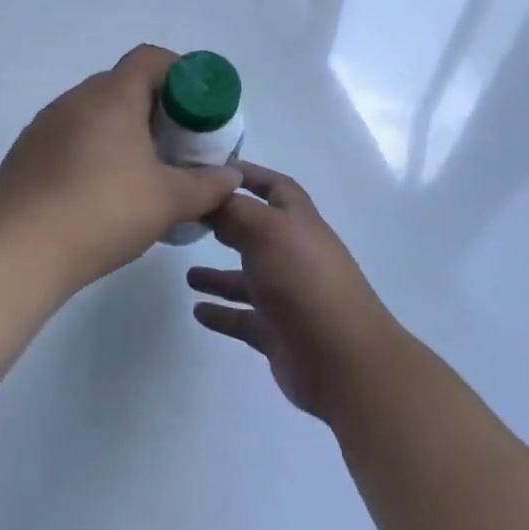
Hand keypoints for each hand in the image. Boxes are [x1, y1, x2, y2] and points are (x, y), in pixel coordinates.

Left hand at [0, 45, 243, 292]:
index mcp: (112, 97)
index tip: (195, 105)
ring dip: (120, 127)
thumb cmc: (104, 213)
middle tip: (174, 141)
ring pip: (93, 110)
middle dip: (153, 105)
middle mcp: (75, 99)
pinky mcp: (26, 150)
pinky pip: (68, 134)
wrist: (20, 251)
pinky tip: (97, 188)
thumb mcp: (168, 201)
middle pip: (122, 84)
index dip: (178, 72)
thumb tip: (231, 177)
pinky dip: (90, 147)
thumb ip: (207, 185)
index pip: (150, 58)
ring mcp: (45, 123)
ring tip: (138, 168)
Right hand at [189, 163, 396, 418]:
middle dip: (227, 225)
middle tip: (190, 221)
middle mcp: (294, 256)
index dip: (250, 175)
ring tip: (187, 275)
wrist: (341, 359)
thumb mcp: (267, 231)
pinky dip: (221, 313)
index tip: (213, 170)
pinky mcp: (277, 333)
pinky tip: (197, 311)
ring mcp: (287, 297)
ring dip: (218, 275)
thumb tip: (210, 195)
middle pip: (257, 233)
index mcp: (299, 223)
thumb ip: (234, 211)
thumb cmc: (304, 281)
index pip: (275, 187)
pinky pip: (242, 319)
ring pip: (246, 279)